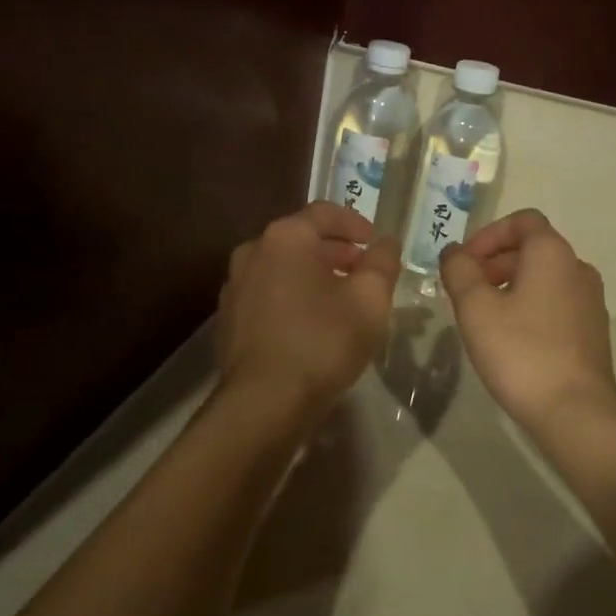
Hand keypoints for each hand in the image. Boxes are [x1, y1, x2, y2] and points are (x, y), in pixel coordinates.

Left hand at [217, 202, 399, 418]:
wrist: (263, 403)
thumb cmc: (322, 341)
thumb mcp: (370, 300)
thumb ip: (382, 263)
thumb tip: (386, 243)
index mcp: (285, 238)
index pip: (325, 212)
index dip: (355, 223)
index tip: (375, 242)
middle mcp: (253, 252)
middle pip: (301, 239)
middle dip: (336, 252)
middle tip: (364, 272)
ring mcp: (235, 286)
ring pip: (283, 268)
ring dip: (314, 275)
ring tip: (342, 300)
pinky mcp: (229, 318)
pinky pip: (268, 294)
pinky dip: (292, 297)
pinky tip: (312, 324)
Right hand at [440, 210, 615, 432]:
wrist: (576, 413)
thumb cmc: (521, 352)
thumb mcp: (476, 308)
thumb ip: (459, 271)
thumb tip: (453, 251)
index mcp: (553, 254)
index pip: (522, 221)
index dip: (488, 235)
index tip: (464, 262)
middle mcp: (578, 269)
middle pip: (532, 248)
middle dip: (494, 261)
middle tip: (465, 289)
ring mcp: (590, 302)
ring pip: (543, 277)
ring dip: (509, 285)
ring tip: (482, 315)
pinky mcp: (592, 331)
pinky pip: (555, 303)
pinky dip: (529, 305)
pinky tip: (509, 338)